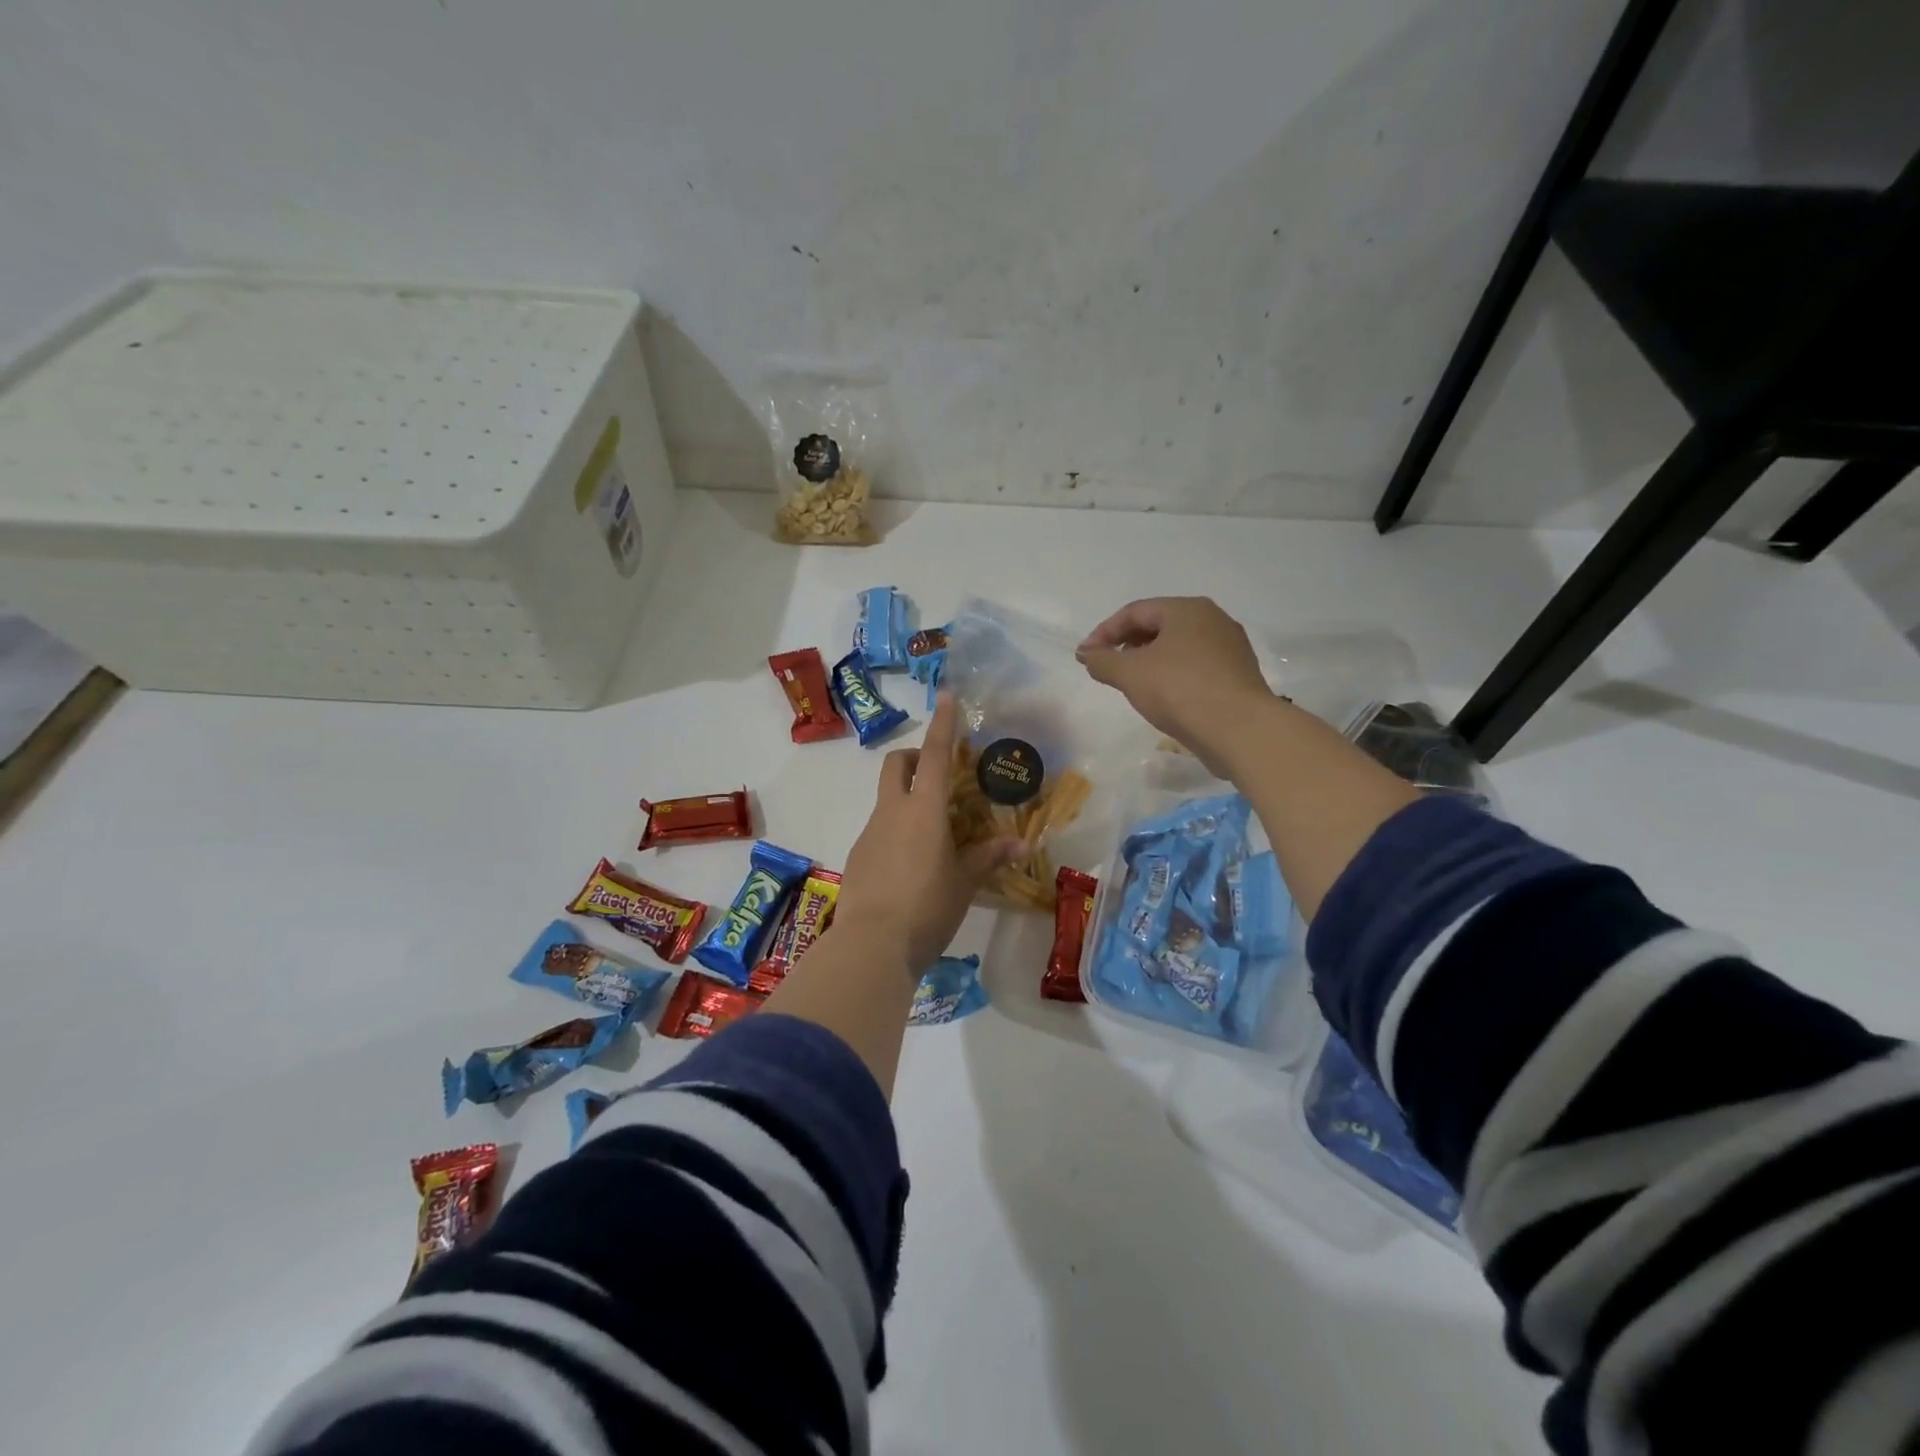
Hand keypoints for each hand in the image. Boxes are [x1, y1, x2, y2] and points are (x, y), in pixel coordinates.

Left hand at [834, 693, 1021, 974]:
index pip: (934, 755)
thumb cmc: (927, 907)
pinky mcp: (858, 856)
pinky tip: (911, 866)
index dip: (942, 724)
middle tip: (936, 773)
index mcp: (923, 810)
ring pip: (886, 799)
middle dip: (912, 756)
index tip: (945, 696)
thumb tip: (1021, 844)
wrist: (871, 945)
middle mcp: (892, 812)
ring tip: (933, 835)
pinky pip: (879, 830)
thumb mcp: (964, 883)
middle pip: (896, 765)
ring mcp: (869, 833)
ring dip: (906, 799)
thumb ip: (988, 858)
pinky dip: (896, 831)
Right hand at [1077, 597, 1275, 775]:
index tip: (1085, 657)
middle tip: (1107, 667)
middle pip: (1159, 625)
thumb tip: (1087, 654)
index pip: (1135, 611)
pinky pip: (1196, 667)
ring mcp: (1230, 648)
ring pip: (1178, 647)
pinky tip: (1163, 697)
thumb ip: (1102, 661)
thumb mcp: (1130, 674)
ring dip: (1150, 661)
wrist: (1240, 729)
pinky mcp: (1238, 675)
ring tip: (1132, 684)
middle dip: (1127, 644)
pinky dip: (1172, 675)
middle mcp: (1213, 620)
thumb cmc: (1180, 690)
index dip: (1104, 632)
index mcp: (1187, 609)